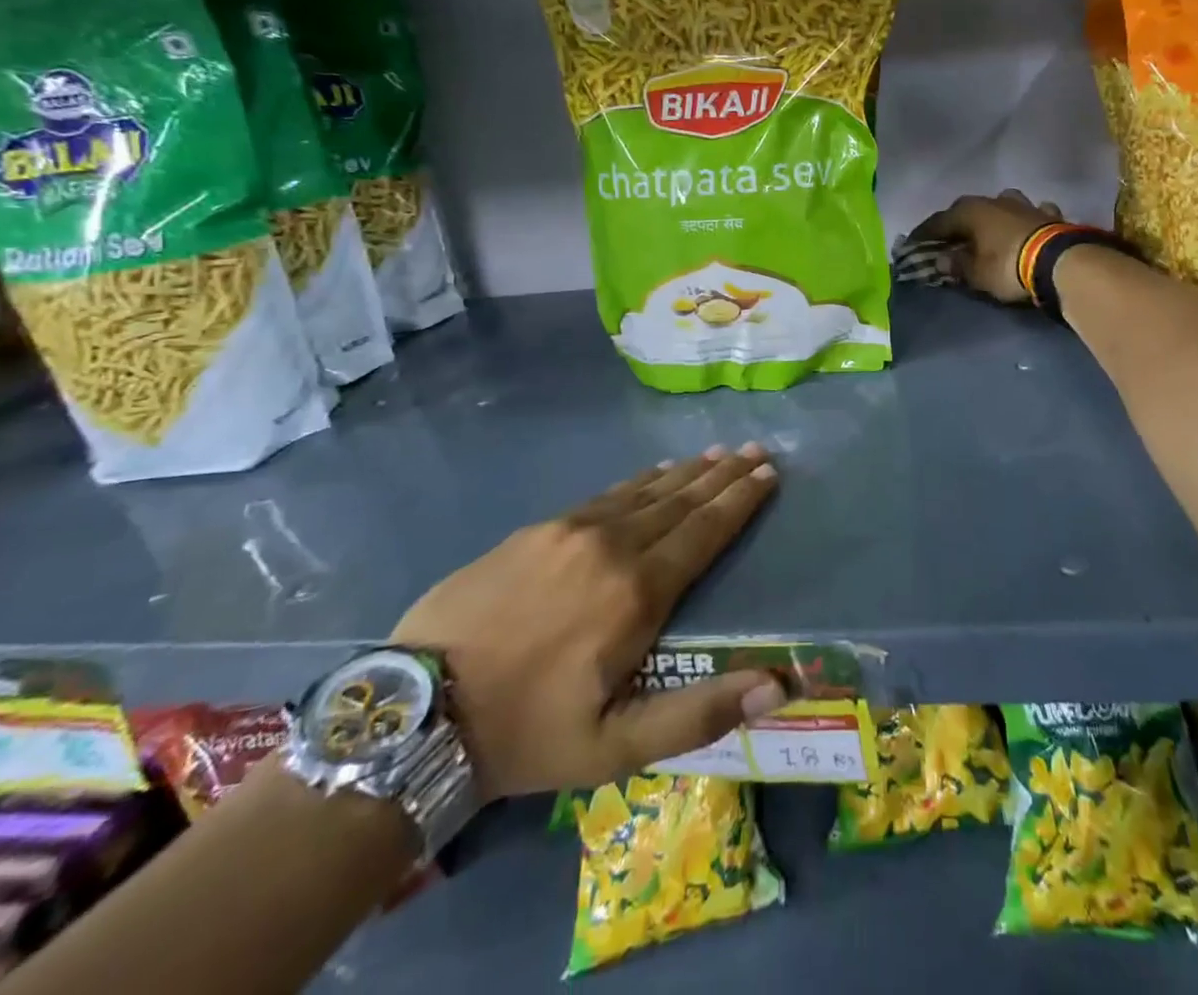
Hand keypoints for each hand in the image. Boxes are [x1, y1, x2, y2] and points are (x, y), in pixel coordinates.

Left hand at [392, 444, 785, 799]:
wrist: (418, 709)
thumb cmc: (527, 733)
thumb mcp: (616, 748)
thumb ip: (700, 713)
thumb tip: (778, 685)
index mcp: (638, 593)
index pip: (705, 532)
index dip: (740, 500)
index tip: (769, 473)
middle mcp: (612, 546)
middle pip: (681, 501)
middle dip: (723, 475)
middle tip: (754, 449)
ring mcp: (571, 531)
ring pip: (645, 492)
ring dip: (687, 472)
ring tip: (717, 453)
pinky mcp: (538, 529)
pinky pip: (606, 495)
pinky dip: (641, 481)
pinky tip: (655, 472)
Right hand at [912, 190, 1063, 304]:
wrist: (1060, 261)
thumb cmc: (1007, 266)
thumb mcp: (976, 273)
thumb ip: (956, 264)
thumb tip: (942, 259)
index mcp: (970, 211)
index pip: (938, 222)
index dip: (924, 234)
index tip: (912, 244)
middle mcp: (994, 200)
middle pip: (968, 210)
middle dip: (957, 223)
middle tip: (949, 239)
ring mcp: (1024, 204)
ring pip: (1001, 204)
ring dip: (993, 216)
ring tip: (988, 230)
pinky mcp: (1049, 214)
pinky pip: (1031, 213)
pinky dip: (1025, 220)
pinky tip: (1026, 226)